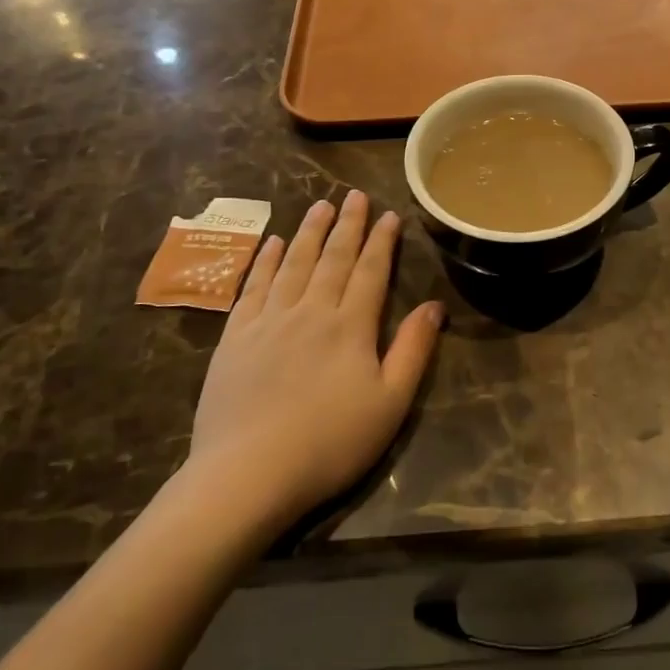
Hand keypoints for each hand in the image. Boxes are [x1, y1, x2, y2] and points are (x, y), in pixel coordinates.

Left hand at [181, 192, 442, 532]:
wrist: (248, 473)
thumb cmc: (329, 443)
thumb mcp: (389, 403)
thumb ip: (413, 350)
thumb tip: (434, 305)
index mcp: (350, 326)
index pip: (371, 271)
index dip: (382, 241)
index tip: (389, 215)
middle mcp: (310, 311)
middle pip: (332, 258)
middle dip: (347, 225)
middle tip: (354, 195)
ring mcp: (268, 320)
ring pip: (293, 263)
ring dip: (308, 231)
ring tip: (319, 205)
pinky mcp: (235, 336)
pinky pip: (253, 286)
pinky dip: (265, 261)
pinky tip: (271, 243)